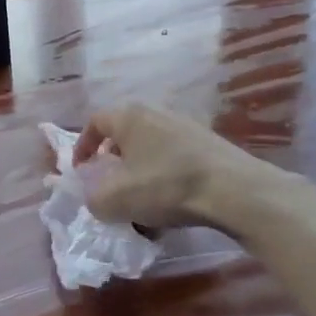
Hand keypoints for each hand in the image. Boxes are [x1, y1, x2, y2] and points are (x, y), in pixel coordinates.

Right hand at [74, 104, 282, 230]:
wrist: (234, 190)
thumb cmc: (165, 185)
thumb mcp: (115, 200)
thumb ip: (93, 199)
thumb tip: (96, 198)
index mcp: (129, 116)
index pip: (95, 121)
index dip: (83, 146)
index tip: (81, 171)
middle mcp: (156, 112)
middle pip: (125, 133)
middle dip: (113, 160)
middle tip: (110, 184)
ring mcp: (186, 126)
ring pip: (151, 147)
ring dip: (140, 171)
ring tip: (142, 199)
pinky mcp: (209, 144)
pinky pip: (174, 157)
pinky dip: (164, 176)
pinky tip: (171, 203)